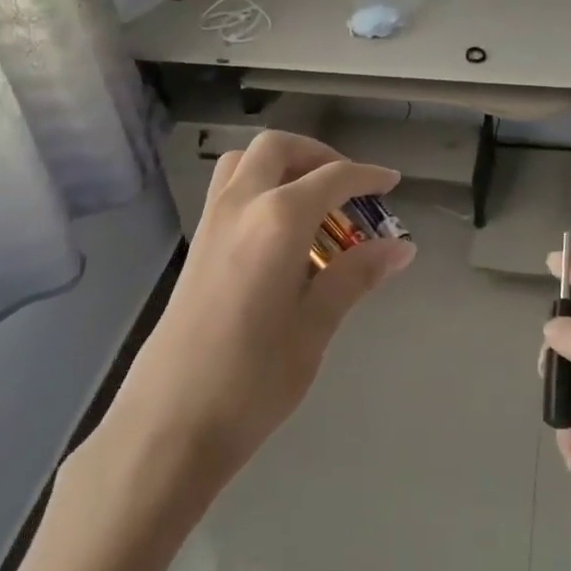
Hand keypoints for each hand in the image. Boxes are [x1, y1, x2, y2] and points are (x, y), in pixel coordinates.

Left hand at [104, 131, 415, 498]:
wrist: (170, 421)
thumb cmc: (253, 379)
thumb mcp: (315, 326)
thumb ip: (355, 275)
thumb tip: (400, 247)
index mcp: (277, 220)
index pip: (331, 178)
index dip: (366, 176)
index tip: (392, 183)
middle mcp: (240, 205)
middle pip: (278, 149)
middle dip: (318, 155)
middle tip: (349, 187)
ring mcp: (211, 221)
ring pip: (245, 161)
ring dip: (282, 164)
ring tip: (313, 201)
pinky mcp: (196, 243)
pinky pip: (229, 188)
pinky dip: (259, 184)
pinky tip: (279, 231)